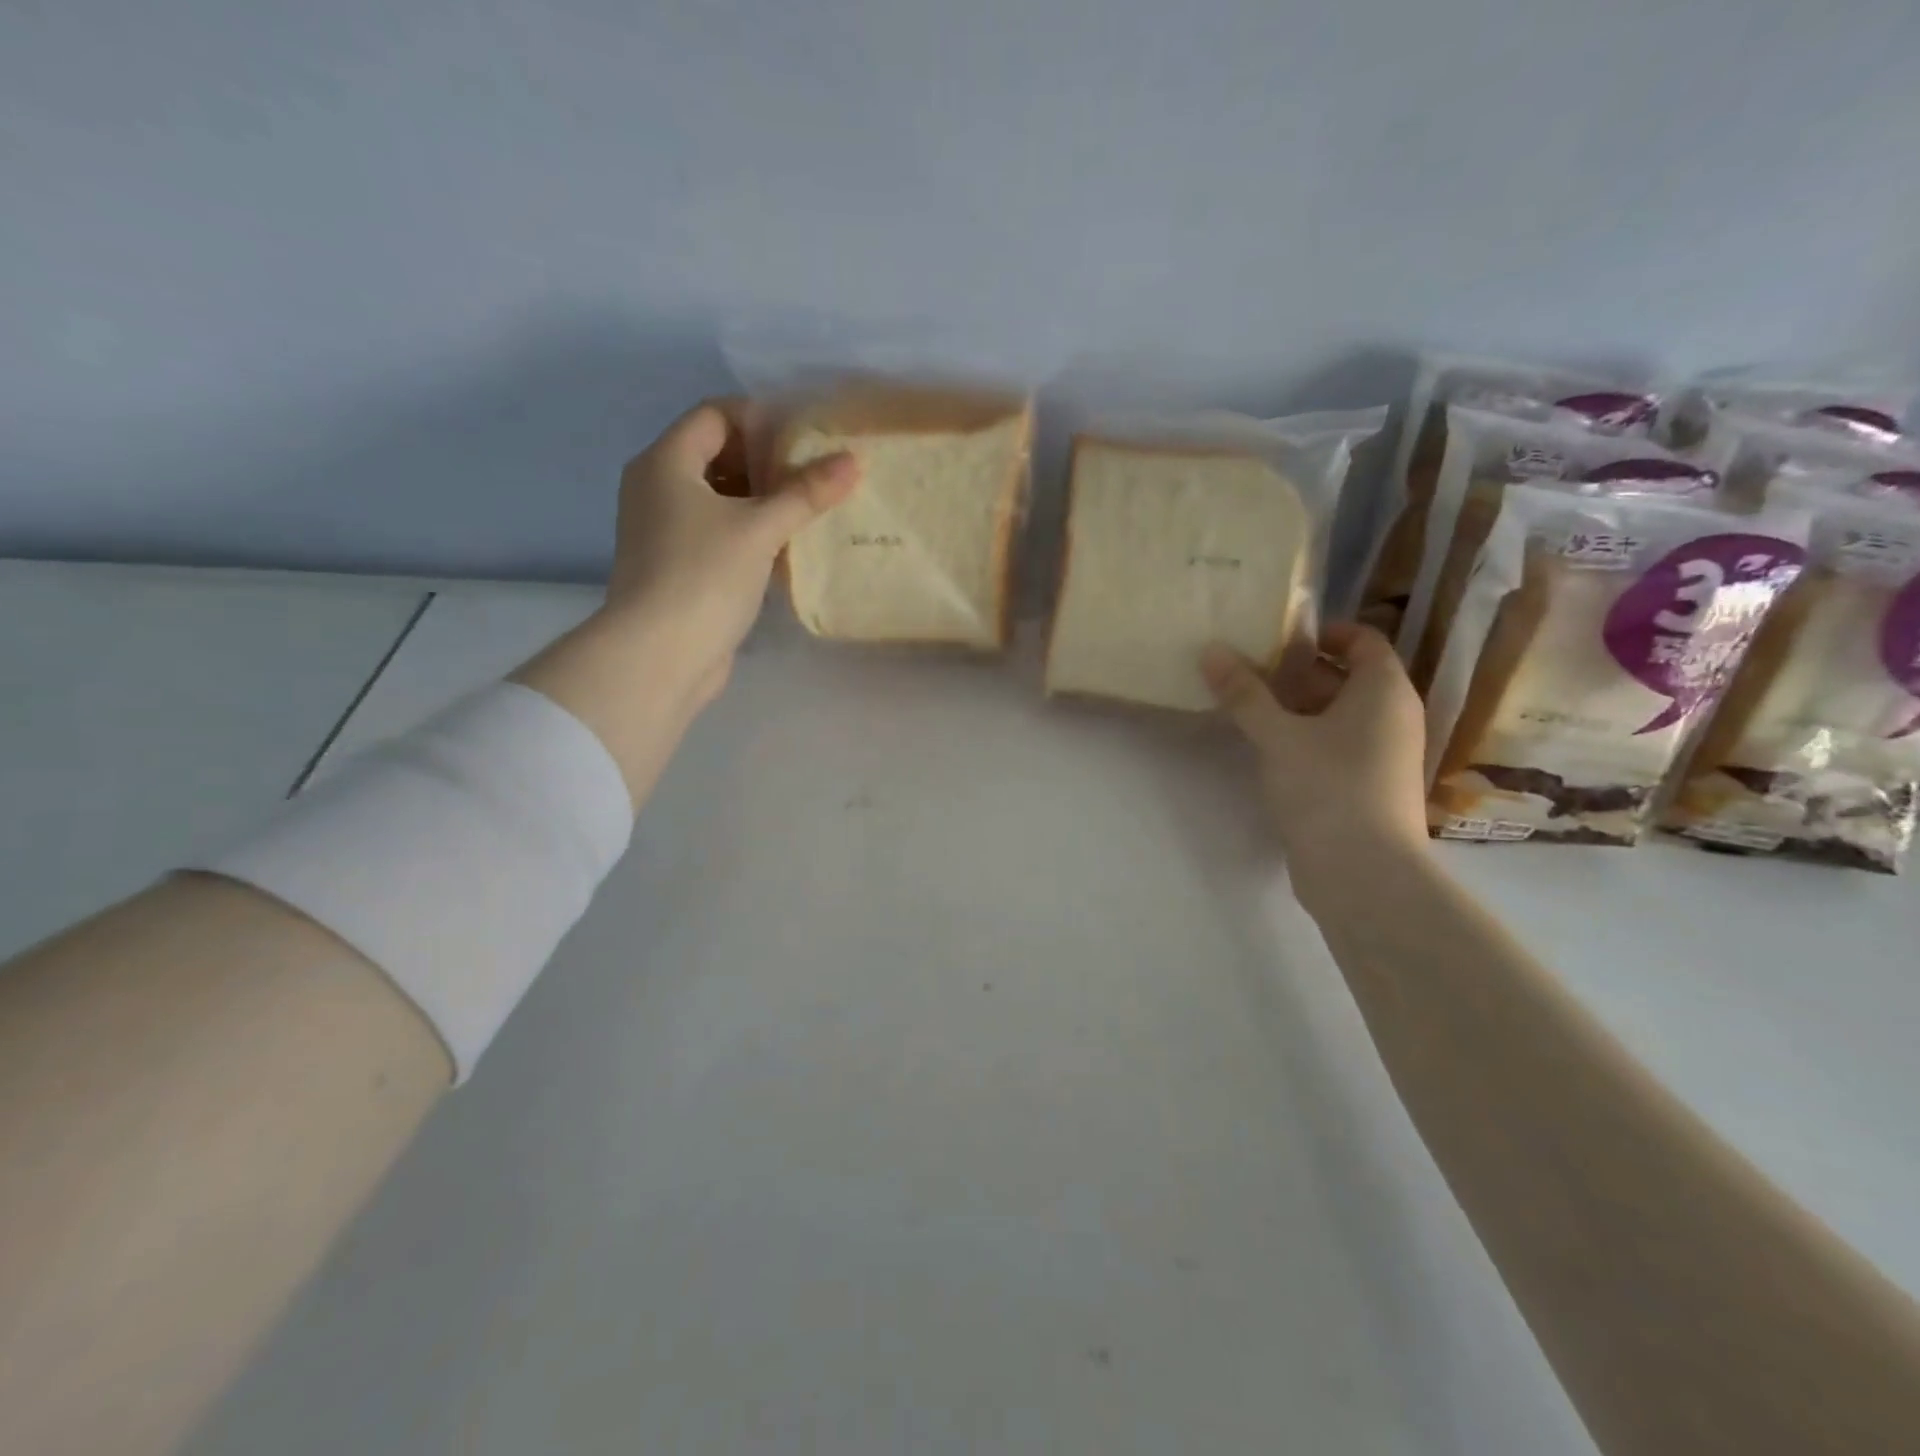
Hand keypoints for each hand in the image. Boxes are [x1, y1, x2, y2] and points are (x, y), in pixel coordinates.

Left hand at [603, 398, 858, 706]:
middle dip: (767, 461)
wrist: (659, 656)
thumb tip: (853, 460)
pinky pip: (718, 532)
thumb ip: (806, 492)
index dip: (761, 419)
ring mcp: (664, 530)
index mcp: (665, 462)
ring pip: (720, 498)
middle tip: (817, 474)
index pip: (715, 415)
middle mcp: (657, 487)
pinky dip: (751, 531)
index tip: (807, 438)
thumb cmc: (703, 576)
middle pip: (717, 455)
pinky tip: (788, 546)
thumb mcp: (760, 528)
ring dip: (763, 500)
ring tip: (811, 508)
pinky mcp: (678, 566)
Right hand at [1202, 623, 1428, 900]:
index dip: (1321, 632)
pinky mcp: (1368, 786)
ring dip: (1296, 706)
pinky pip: (1337, 745)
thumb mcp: (1277, 735)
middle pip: (1346, 676)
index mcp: (1384, 691)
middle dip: (1297, 670)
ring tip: (1247, 706)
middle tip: (1247, 671)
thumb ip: (1243, 693)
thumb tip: (1211, 649)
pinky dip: (1305, 737)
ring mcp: (1384, 754)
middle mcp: (1393, 716)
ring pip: (1339, 714)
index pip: (1362, 639)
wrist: (1363, 873)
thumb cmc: (1327, 787)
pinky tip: (1266, 747)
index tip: (1274, 637)